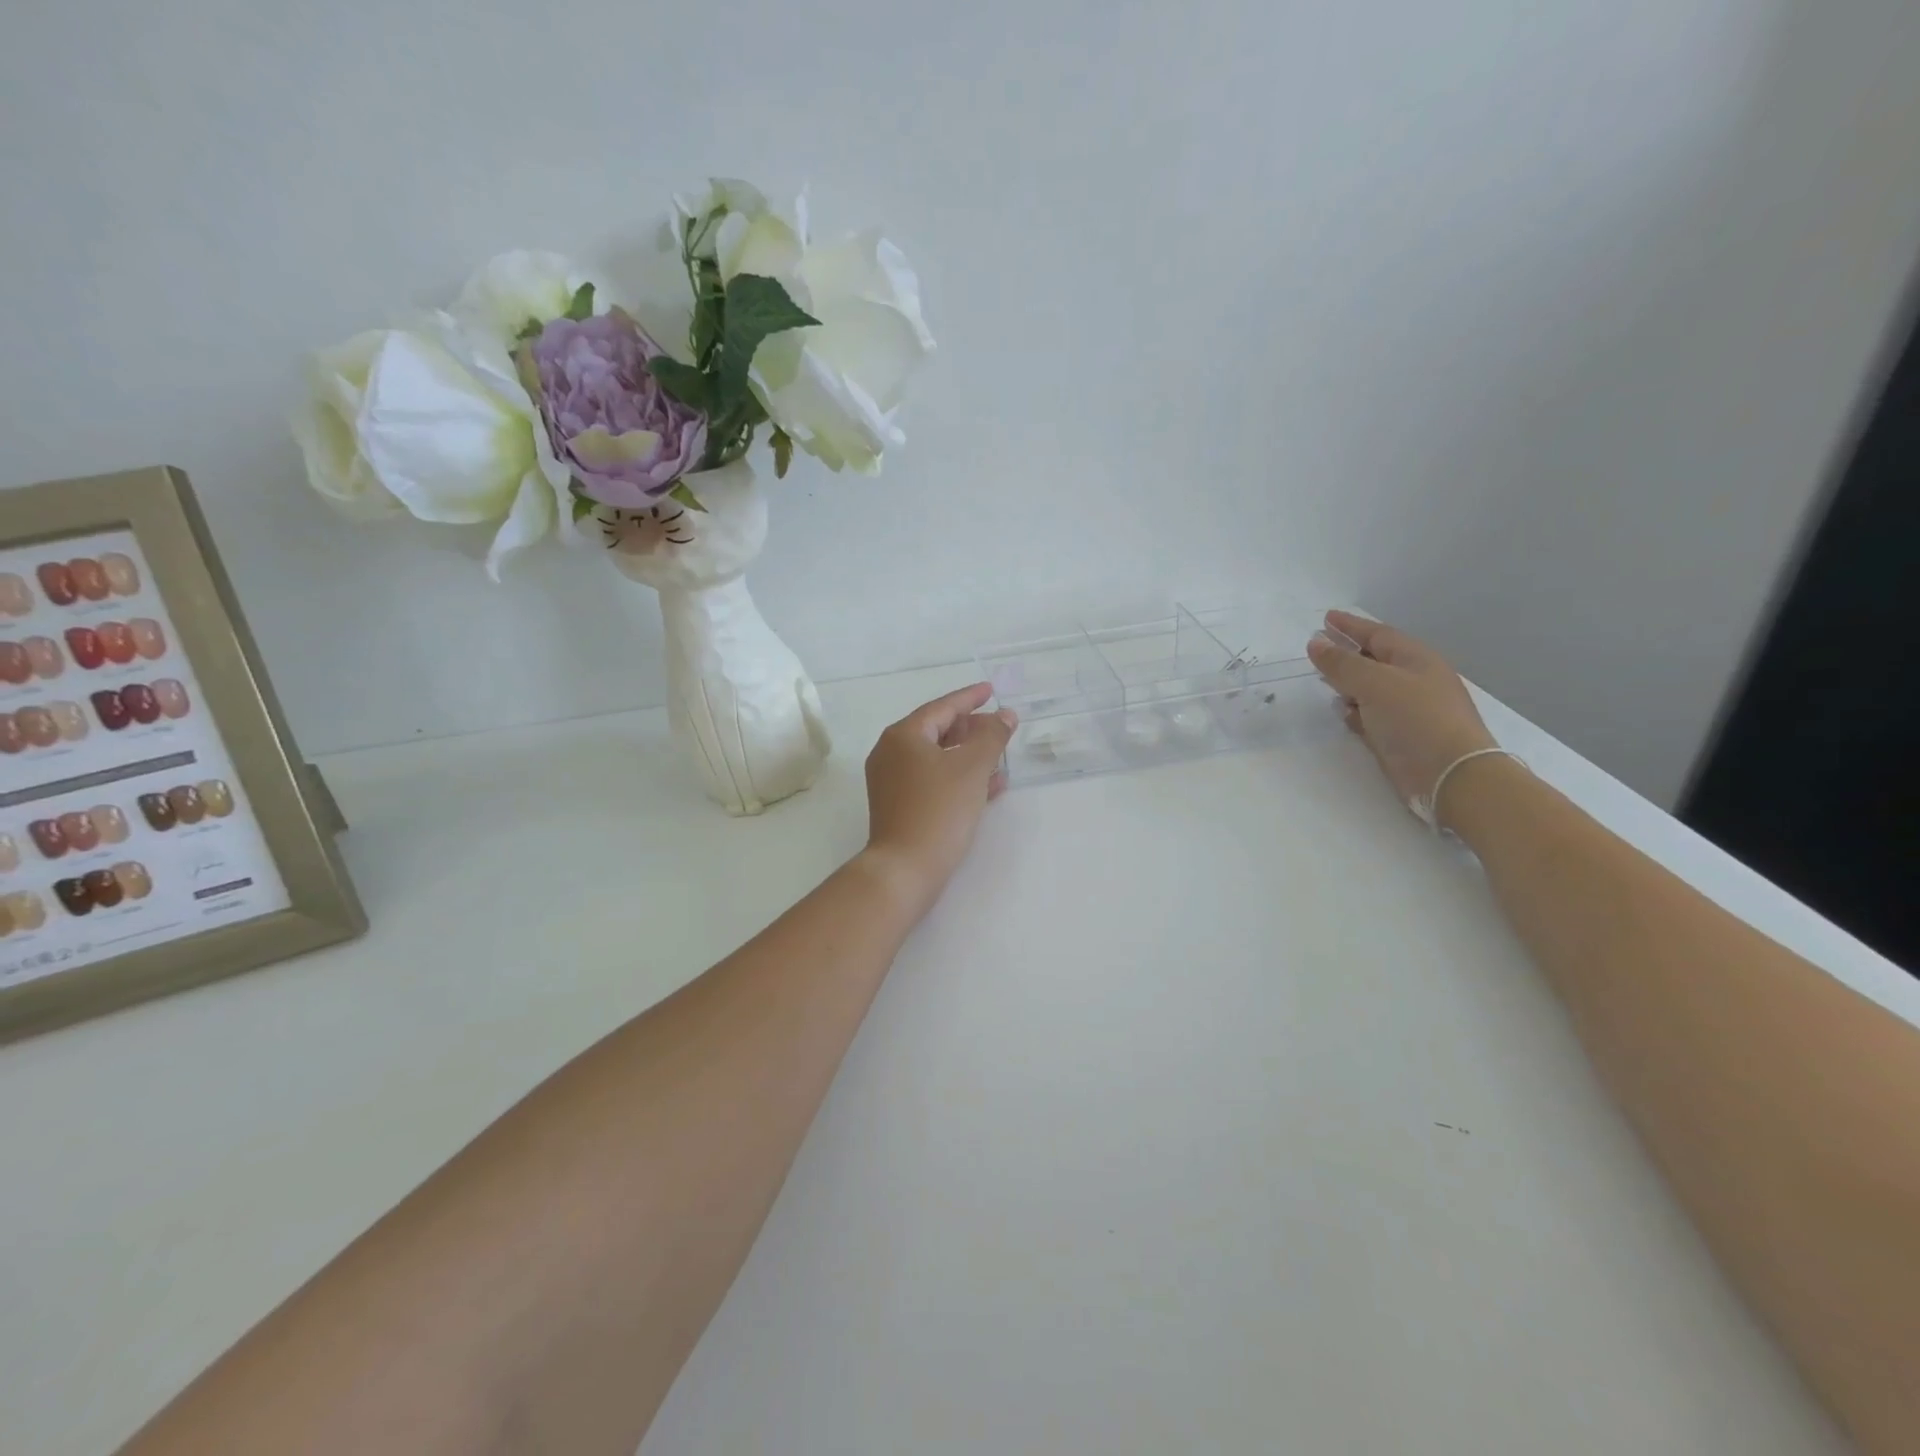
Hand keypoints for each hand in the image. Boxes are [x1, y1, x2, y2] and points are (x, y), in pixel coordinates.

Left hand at [861, 684, 1016, 913]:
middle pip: (936, 731)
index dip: (970, 698)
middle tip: (997, 725)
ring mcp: (892, 782)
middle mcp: (891, 753)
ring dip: (968, 755)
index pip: (942, 707)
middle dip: (970, 728)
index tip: (991, 690)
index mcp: (903, 736)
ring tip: (999, 755)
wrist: (905, 869)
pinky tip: (989, 787)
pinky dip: (959, 778)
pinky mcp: (899, 806)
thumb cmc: (938, 810)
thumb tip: (1004, 715)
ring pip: (936, 758)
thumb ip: (992, 737)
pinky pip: (933, 781)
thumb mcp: (972, 768)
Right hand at [1306, 610, 1497, 825]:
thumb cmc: (1416, 718)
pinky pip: (1371, 715)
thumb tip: (1315, 643)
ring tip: (1323, 680)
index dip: (1351, 626)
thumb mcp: (1375, 683)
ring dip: (1348, 683)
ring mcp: (1408, 710)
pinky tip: (1342, 712)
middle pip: (1374, 660)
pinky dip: (1355, 711)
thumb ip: (1342, 664)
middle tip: (1319, 648)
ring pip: (1371, 688)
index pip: (1377, 635)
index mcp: (1415, 659)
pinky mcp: (1399, 736)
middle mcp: (1413, 680)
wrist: (1449, 774)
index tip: (1325, 618)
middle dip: (1347, 653)